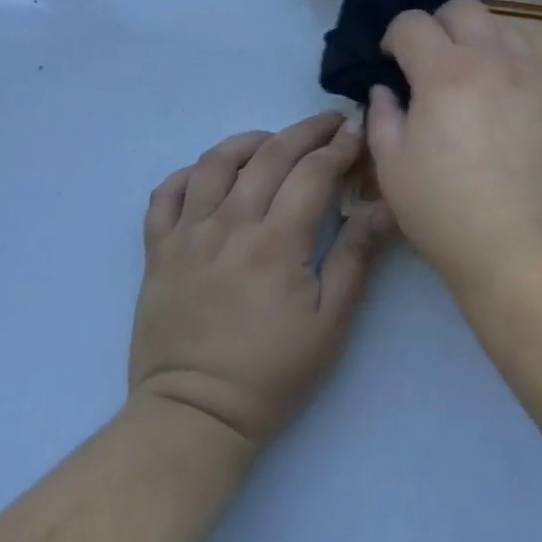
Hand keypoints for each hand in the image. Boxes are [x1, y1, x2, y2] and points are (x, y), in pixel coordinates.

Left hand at [128, 112, 389, 447]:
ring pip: (216, 162)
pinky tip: (211, 174)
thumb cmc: (272, 374)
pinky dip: (190, 172)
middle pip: (270, 155)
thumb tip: (383, 205)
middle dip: (306, 131)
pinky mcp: (158, 251)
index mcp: (276, 243)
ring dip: (250, 141)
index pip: (313, 172)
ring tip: (273, 141)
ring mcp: (188, 235)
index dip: (340, 146)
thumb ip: (356, 256)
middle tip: (330, 123)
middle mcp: (230, 225)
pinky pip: (167, 194)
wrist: (194, 417)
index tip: (357, 131)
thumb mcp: (331, 323)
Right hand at [364, 0, 541, 296]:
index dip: (393, 36)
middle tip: (426, 60)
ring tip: (464, 75)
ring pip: (499, 26)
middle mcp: (491, 60)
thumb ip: (383, 116)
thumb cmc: (447, 212)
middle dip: (436, 23)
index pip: (412, 23)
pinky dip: (503, 60)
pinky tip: (495, 96)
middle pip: (462, 7)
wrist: (525, 248)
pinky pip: (526, 56)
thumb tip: (386, 90)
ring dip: (474, 37)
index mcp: (444, 73)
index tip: (389, 62)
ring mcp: (529, 75)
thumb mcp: (393, 168)